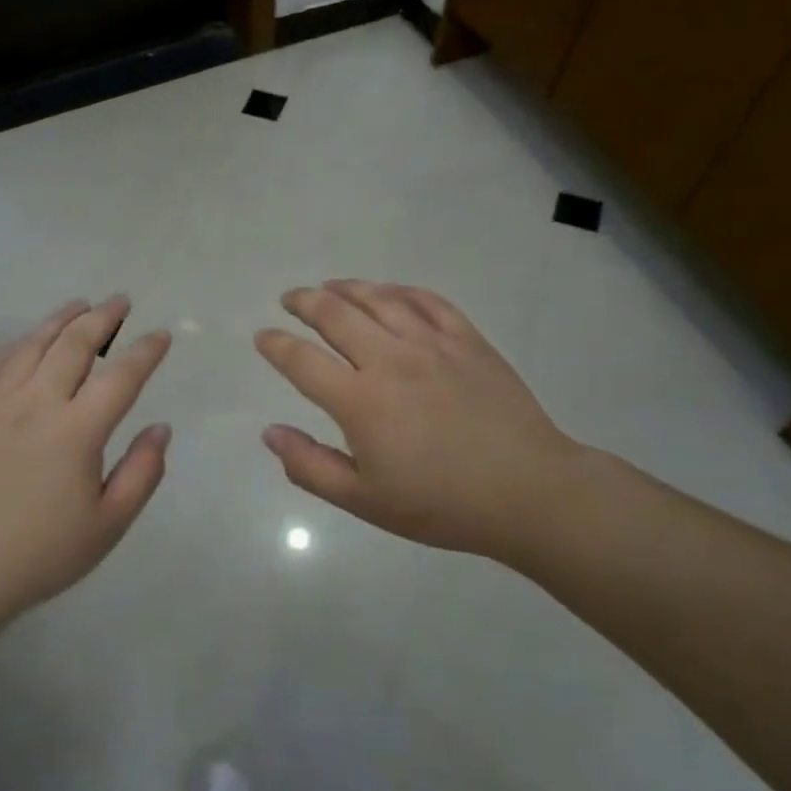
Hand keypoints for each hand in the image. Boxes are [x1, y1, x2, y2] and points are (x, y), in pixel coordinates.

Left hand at [0, 296, 171, 647]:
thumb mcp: (108, 525)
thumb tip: (160, 428)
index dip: (146, 351)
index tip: (162, 335)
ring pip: (33, 344)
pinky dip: (18, 343)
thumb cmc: (43, 553)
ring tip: (81, 306)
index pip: (121, 376)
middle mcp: (36, 404)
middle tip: (121, 302)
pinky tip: (28, 340)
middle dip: (103, 317)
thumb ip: (143, 472)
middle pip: (75, 344)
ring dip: (61, 319)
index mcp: (76, 431)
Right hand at [256, 280, 591, 558]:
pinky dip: (400, 290)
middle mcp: (390, 359)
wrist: (528, 492)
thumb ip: (310, 465)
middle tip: (291, 299)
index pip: (301, 360)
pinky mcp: (468, 340)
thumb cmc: (440, 504)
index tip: (262, 337)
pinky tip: (390, 292)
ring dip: (347, 288)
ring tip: (330, 286)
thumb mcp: (364, 501)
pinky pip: (428, 301)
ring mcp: (432, 344)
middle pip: (335, 315)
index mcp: (360, 400)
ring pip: (379, 298)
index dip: (275, 345)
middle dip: (305, 301)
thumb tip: (269, 432)